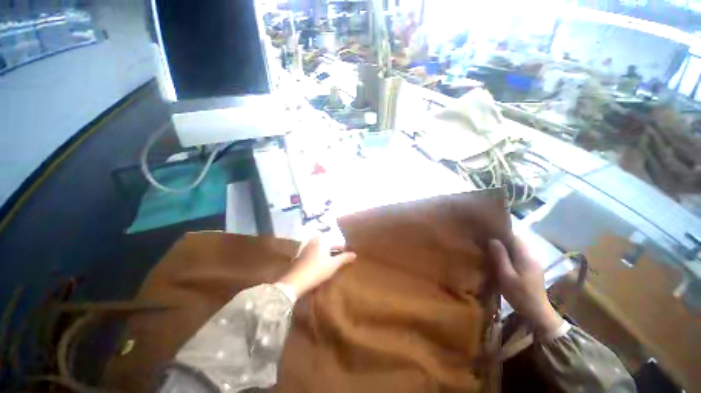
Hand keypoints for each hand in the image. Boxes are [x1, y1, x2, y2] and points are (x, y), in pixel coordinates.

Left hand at [276, 236, 355, 298]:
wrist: (296, 281)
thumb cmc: (318, 270)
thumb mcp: (334, 264)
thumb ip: (344, 258)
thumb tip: (354, 254)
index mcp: (322, 240)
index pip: (335, 242)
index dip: (342, 248)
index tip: (347, 253)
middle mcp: (313, 241)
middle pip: (327, 244)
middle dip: (334, 250)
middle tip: (340, 256)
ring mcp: (305, 248)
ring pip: (319, 248)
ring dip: (326, 253)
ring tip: (331, 261)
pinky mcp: (300, 256)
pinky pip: (313, 253)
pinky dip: (318, 256)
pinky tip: (320, 264)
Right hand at [489, 238, 562, 335]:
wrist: (537, 312)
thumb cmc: (520, 294)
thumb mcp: (506, 276)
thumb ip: (500, 257)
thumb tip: (493, 240)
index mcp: (526, 256)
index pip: (516, 237)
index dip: (503, 234)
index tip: (489, 234)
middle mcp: (532, 256)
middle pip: (517, 242)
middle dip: (503, 241)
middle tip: (488, 243)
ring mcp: (533, 263)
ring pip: (519, 249)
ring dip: (507, 248)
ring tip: (493, 251)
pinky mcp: (532, 269)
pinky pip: (520, 256)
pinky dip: (511, 255)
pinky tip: (502, 261)